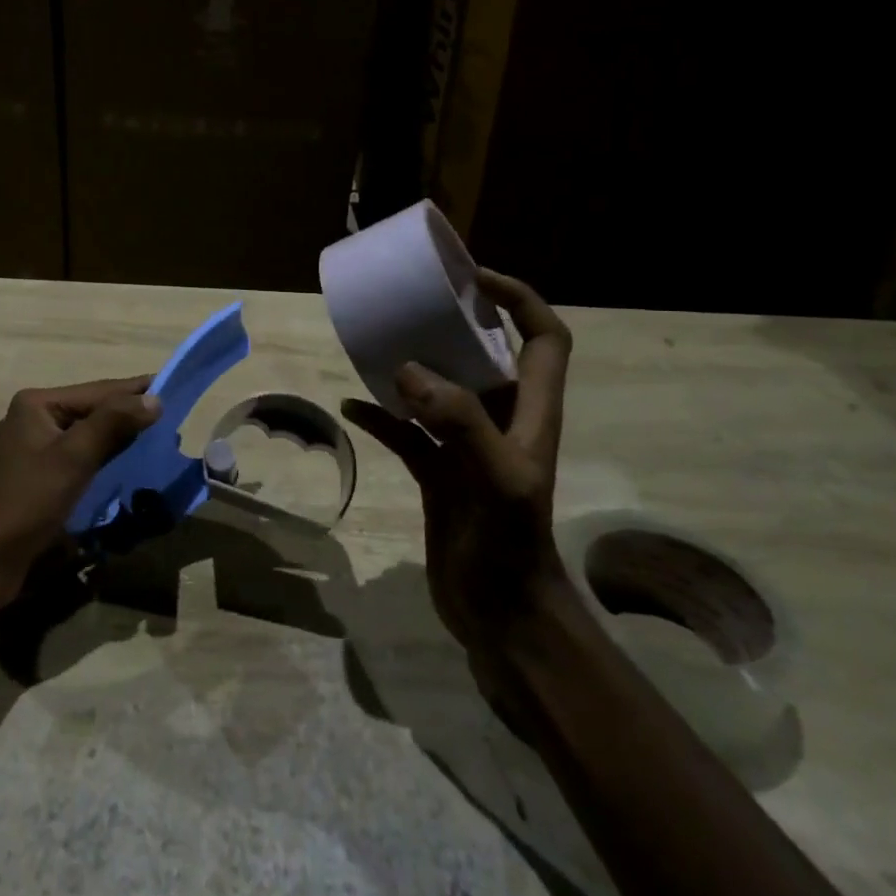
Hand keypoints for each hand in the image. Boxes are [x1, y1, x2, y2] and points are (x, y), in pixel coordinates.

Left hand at [0, 377, 161, 604]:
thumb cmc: (28, 501)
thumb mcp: (75, 456)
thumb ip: (114, 422)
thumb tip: (154, 398)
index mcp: (37, 404)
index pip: (98, 391)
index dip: (136, 390)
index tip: (173, 386)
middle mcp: (33, 418)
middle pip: (92, 409)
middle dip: (129, 413)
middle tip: (171, 416)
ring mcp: (33, 447)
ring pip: (87, 433)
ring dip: (119, 434)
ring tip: (155, 436)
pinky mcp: (37, 475)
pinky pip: (79, 454)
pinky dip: (103, 454)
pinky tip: (125, 460)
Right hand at [341, 269, 572, 663]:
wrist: (499, 616)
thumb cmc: (509, 547)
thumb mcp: (495, 481)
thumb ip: (459, 422)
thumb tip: (406, 370)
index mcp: (531, 413)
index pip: (545, 339)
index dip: (520, 300)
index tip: (475, 279)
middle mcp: (502, 421)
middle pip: (487, 356)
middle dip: (456, 325)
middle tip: (412, 303)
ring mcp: (467, 447)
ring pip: (441, 391)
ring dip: (412, 368)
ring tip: (377, 345)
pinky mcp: (439, 473)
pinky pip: (407, 432)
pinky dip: (381, 417)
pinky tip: (350, 407)